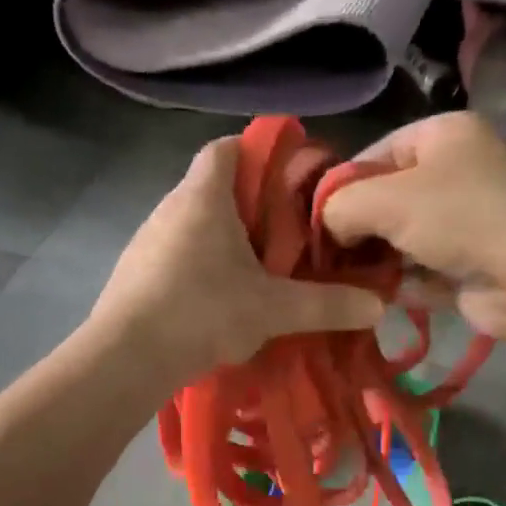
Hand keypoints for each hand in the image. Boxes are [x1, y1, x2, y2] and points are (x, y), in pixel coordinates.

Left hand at [88, 136, 385, 383]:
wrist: (126, 357)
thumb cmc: (203, 312)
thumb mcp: (273, 309)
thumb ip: (326, 305)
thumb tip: (379, 306)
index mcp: (204, 196)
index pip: (227, 148)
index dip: (259, 153)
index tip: (287, 180)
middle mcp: (170, 207)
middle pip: (214, 188)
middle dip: (250, 208)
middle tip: (285, 238)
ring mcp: (146, 240)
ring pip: (193, 225)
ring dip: (223, 242)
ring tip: (256, 274)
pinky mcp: (133, 272)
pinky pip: (174, 255)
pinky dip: (199, 267)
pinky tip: (217, 302)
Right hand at [321, 112, 505, 337]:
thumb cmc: (458, 216)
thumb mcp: (383, 199)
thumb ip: (341, 206)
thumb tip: (328, 228)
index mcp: (443, 136)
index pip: (377, 152)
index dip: (343, 183)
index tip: (317, 217)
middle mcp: (457, 174)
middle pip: (389, 199)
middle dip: (358, 228)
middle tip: (326, 254)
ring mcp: (466, 223)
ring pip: (403, 240)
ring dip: (376, 260)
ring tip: (343, 280)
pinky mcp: (469, 267)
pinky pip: (422, 273)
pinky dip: (401, 284)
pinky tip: (374, 298)